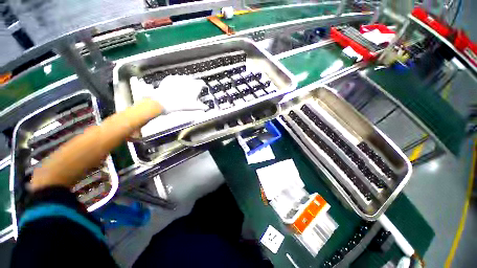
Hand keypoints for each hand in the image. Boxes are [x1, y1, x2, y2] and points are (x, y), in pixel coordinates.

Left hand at [148, 75, 208, 113]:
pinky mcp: (170, 78)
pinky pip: (176, 79)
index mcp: (195, 85)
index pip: (202, 83)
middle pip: (193, 80)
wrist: (165, 102)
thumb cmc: (181, 104)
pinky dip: (177, 83)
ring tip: (183, 91)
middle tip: (192, 92)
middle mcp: (188, 79)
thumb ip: (202, 106)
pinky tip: (176, 90)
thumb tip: (206, 107)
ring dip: (186, 83)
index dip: (203, 86)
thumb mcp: (194, 107)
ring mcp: (179, 77)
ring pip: (185, 79)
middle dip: (194, 85)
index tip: (202, 89)